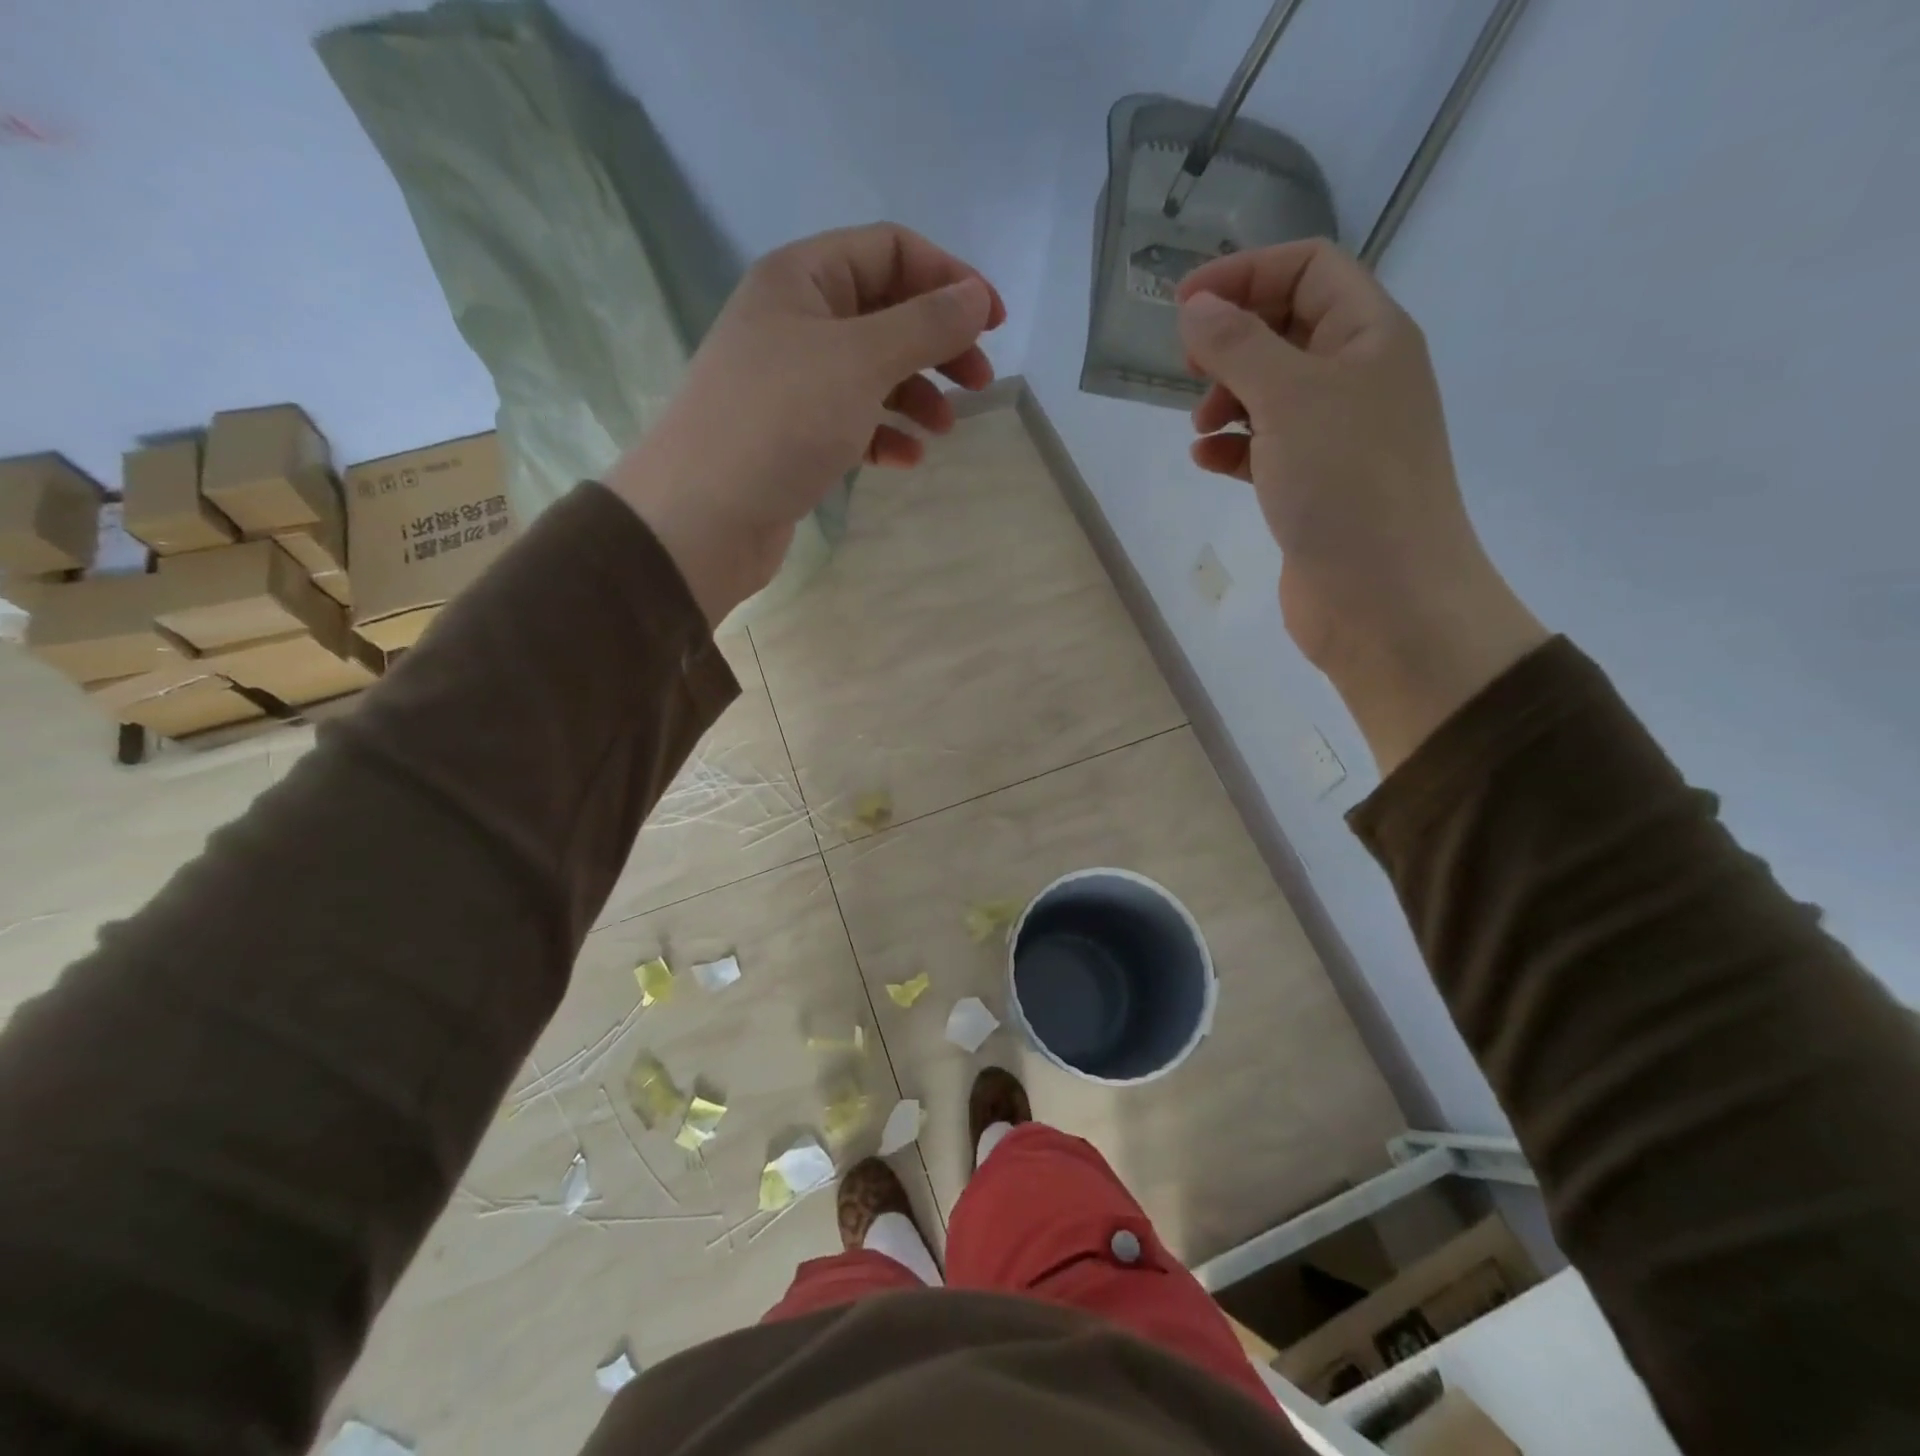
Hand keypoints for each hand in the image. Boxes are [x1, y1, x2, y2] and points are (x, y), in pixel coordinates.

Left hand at [609, 223, 1003, 623]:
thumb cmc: (780, 422)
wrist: (702, 517)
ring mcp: (792, 382)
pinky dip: (885, 434)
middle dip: (938, 344)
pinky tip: (906, 459)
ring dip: (916, 394)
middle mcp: (795, 321)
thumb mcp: (859, 361)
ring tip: (945, 429)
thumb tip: (976, 296)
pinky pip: (853, 421)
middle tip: (980, 383)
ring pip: (872, 372)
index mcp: (802, 278)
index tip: (994, 323)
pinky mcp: (794, 436)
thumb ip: (925, 325)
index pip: (891, 251)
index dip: (949, 279)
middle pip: (886, 313)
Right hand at [1176, 240, 1545, 771]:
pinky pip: (1266, 447)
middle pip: (1288, 328)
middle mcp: (1359, 378)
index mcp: (1370, 336)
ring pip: (1272, 392)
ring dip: (1228, 396)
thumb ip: (1238, 345)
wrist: (1384, 597)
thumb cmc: (1346, 484)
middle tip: (1189, 367)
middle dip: (1233, 339)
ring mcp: (1337, 436)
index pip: (1309, 269)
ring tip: (1198, 425)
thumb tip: (1196, 307)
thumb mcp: (1289, 398)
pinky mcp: (1313, 486)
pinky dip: (1233, 447)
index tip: (1183, 305)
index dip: (1246, 273)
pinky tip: (1205, 460)